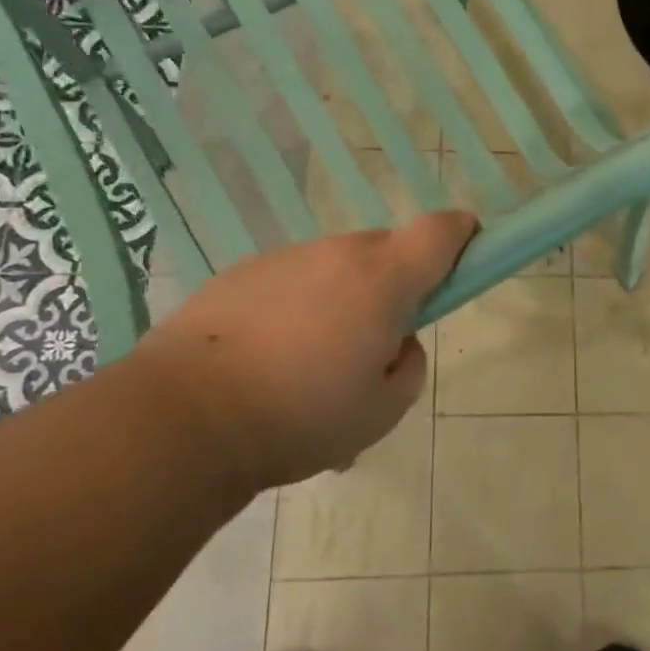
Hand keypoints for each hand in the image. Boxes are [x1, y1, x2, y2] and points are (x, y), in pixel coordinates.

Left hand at [127, 212, 476, 495]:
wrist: (183, 418)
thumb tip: (397, 342)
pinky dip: (296, 309)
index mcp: (381, 279)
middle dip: (393, 285)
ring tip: (309, 369)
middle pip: (384, 252)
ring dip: (340, 302)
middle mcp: (334, 253)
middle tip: (373, 345)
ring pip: (334, 270)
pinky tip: (267, 364)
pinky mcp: (239, 274)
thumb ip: (409, 367)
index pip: (438, 231)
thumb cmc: (301, 416)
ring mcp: (283, 259)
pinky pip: (291, 283)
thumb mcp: (383, 410)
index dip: (461, 235)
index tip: (466, 252)